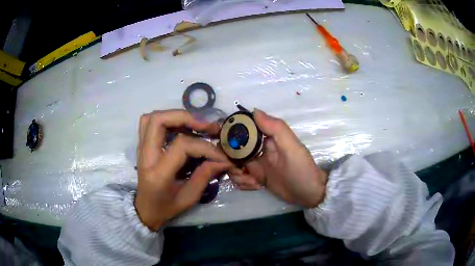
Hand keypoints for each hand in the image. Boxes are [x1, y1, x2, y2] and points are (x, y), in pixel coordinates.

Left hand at [135, 110, 232, 230]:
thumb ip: (205, 176)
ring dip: (175, 116)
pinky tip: (181, 128)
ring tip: (194, 125)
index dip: (205, 147)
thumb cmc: (166, 207)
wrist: (145, 210)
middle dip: (186, 117)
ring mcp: (141, 149)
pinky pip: (149, 122)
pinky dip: (167, 119)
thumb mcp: (189, 198)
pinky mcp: (142, 146)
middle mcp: (146, 156)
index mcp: (158, 173)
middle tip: (206, 127)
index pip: (182, 145)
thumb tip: (223, 160)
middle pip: (159, 121)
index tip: (221, 155)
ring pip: (152, 117)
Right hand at [230, 109, 327, 207]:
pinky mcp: (255, 177)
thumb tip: (253, 110)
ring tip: (252, 182)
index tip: (222, 146)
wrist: (308, 194)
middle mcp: (256, 148)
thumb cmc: (301, 169)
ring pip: (233, 165)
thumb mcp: (292, 147)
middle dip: (229, 161)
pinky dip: (243, 183)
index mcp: (265, 137)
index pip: (240, 129)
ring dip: (237, 175)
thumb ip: (275, 128)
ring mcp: (254, 164)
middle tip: (240, 171)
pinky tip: (255, 186)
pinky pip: (240, 178)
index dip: (228, 135)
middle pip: (231, 149)